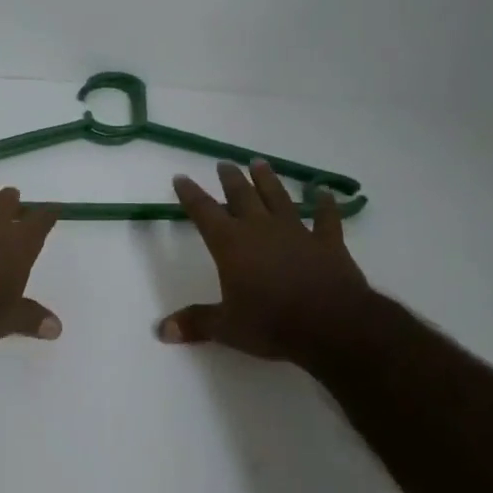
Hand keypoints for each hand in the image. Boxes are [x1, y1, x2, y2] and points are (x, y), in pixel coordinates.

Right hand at [159, 160, 372, 364]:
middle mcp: (261, 228)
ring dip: (268, 180)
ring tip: (260, 163)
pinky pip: (326, 217)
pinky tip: (324, 191)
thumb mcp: (227, 328)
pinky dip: (325, 204)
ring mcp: (297, 231)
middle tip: (224, 163)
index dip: (190, 194)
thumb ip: (196, 323)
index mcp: (231, 244)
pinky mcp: (328, 242)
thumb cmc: (271, 323)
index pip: (204, 212)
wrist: (330, 324)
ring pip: (279, 197)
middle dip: (231, 179)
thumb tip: (162, 330)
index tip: (181, 177)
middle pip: (242, 195)